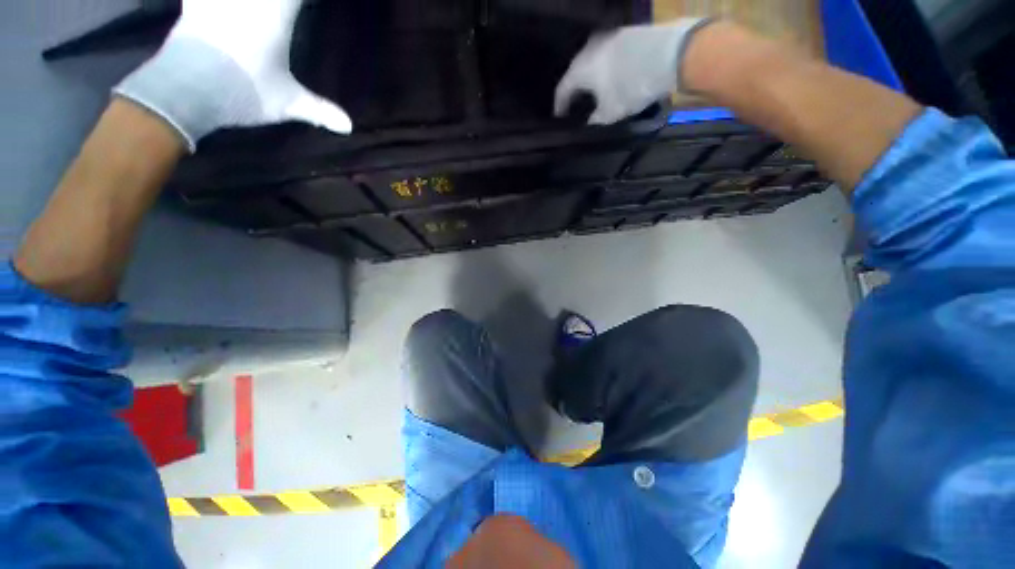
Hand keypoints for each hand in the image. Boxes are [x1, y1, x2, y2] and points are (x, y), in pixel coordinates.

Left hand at [115, 0, 350, 151]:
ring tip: (264, 6)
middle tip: (290, 6)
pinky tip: (206, 4)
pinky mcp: (193, 2)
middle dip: (284, 0)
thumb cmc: (244, 91)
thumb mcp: (288, 104)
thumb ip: (320, 110)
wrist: (187, 89)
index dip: (306, 0)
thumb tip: (350, 126)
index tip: (311, 5)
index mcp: (276, 12)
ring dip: (261, 0)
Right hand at [555, 18, 713, 125]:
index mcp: (579, 70)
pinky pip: (607, 54)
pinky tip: (612, 77)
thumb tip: (589, 124)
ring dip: (591, 77)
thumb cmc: (631, 87)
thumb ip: (595, 121)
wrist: (669, 55)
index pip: (562, 90)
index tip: (559, 117)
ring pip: (592, 61)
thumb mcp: (610, 113)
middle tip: (576, 105)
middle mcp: (588, 49)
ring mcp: (607, 37)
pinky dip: (605, 67)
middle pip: (575, 73)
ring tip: (594, 91)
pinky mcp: (625, 33)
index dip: (559, 106)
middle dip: (575, 90)